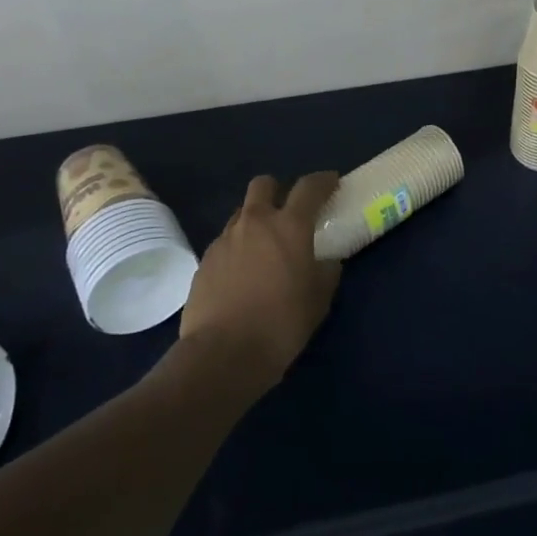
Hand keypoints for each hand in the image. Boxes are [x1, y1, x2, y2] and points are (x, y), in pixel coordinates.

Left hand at [180, 173, 341, 390]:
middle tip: (289, 211)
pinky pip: (226, 242)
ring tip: (265, 247)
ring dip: (256, 220)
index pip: (309, 187)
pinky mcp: (204, 261)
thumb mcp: (319, 299)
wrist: (222, 355)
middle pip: (264, 185)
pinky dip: (238, 247)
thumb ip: (326, 272)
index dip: (323, 180)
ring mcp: (225, 240)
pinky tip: (244, 274)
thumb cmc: (281, 323)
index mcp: (289, 226)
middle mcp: (255, 223)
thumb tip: (326, 262)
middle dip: (278, 190)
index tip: (332, 182)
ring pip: (241, 213)